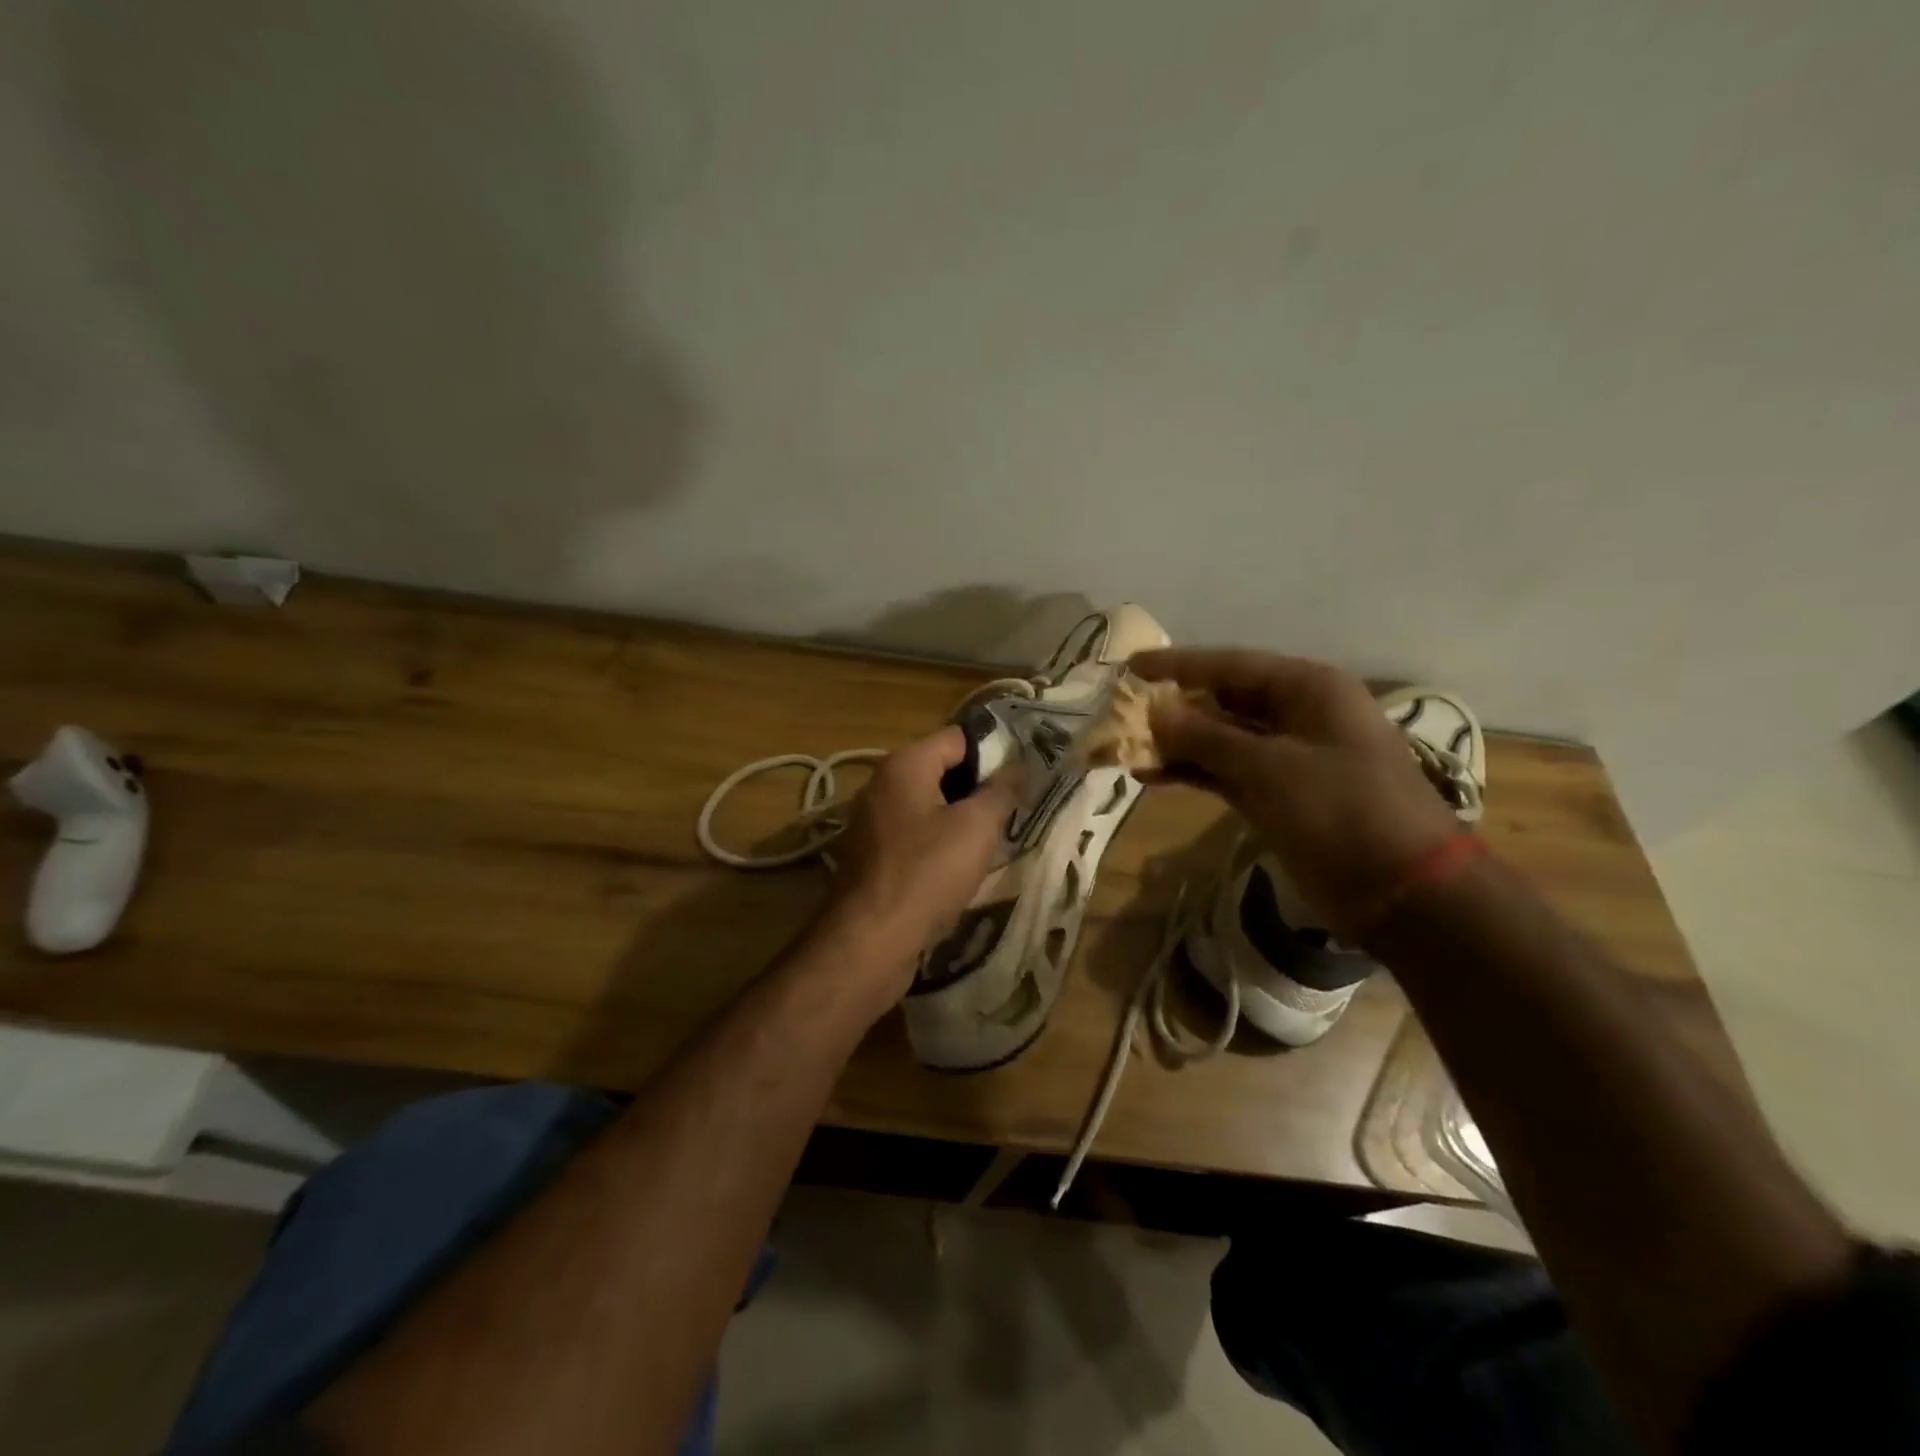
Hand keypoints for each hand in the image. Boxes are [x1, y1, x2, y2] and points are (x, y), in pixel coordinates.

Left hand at [814, 726, 1020, 990]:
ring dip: (961, 817)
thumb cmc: (927, 873)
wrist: (870, 940)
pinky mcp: (871, 856)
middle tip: (1016, 806)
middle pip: (941, 770)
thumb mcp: (976, 826)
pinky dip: (939, 842)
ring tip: (997, 835)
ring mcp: (872, 822)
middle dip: (979, 786)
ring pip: (928, 806)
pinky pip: (914, 835)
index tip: (1025, 773)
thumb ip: (1001, 790)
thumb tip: (1020, 765)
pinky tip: (963, 864)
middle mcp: (882, 785)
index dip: (995, 751)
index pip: (957, 737)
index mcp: (904, 765)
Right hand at [1131, 649, 1460, 935]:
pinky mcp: (1278, 794)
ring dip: (1177, 742)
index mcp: (1307, 689)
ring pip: (1220, 738)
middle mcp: (1297, 714)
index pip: (1230, 665)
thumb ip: (1207, 737)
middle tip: (1122, 711)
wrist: (1402, 889)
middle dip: (1173, 706)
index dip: (1178, 665)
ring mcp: (1287, 757)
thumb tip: (1155, 713)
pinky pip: (1225, 772)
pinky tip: (1151, 775)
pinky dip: (1192, 772)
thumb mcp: (1269, 767)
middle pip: (1223, 699)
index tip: (1131, 667)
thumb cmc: (1342, 809)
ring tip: (1127, 747)